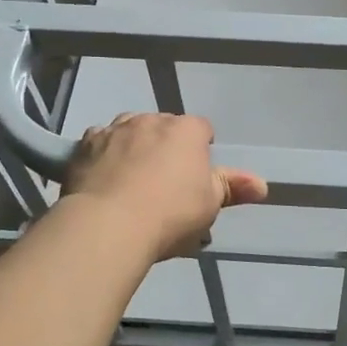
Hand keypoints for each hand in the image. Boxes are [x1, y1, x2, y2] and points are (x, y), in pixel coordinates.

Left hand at [63, 113, 266, 261]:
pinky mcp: (84, 144)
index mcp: (187, 130)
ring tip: (131, 181)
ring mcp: (115, 129)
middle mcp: (151, 120)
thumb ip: (233, 188)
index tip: (196, 177)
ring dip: (134, 146)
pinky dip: (104, 155)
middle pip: (164, 127)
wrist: (108, 225)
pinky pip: (99, 142)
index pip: (201, 129)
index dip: (201, 150)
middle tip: (165, 184)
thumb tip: (262, 184)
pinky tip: (104, 179)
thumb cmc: (170, 214)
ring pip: (130, 130)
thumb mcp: (210, 205)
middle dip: (166, 147)